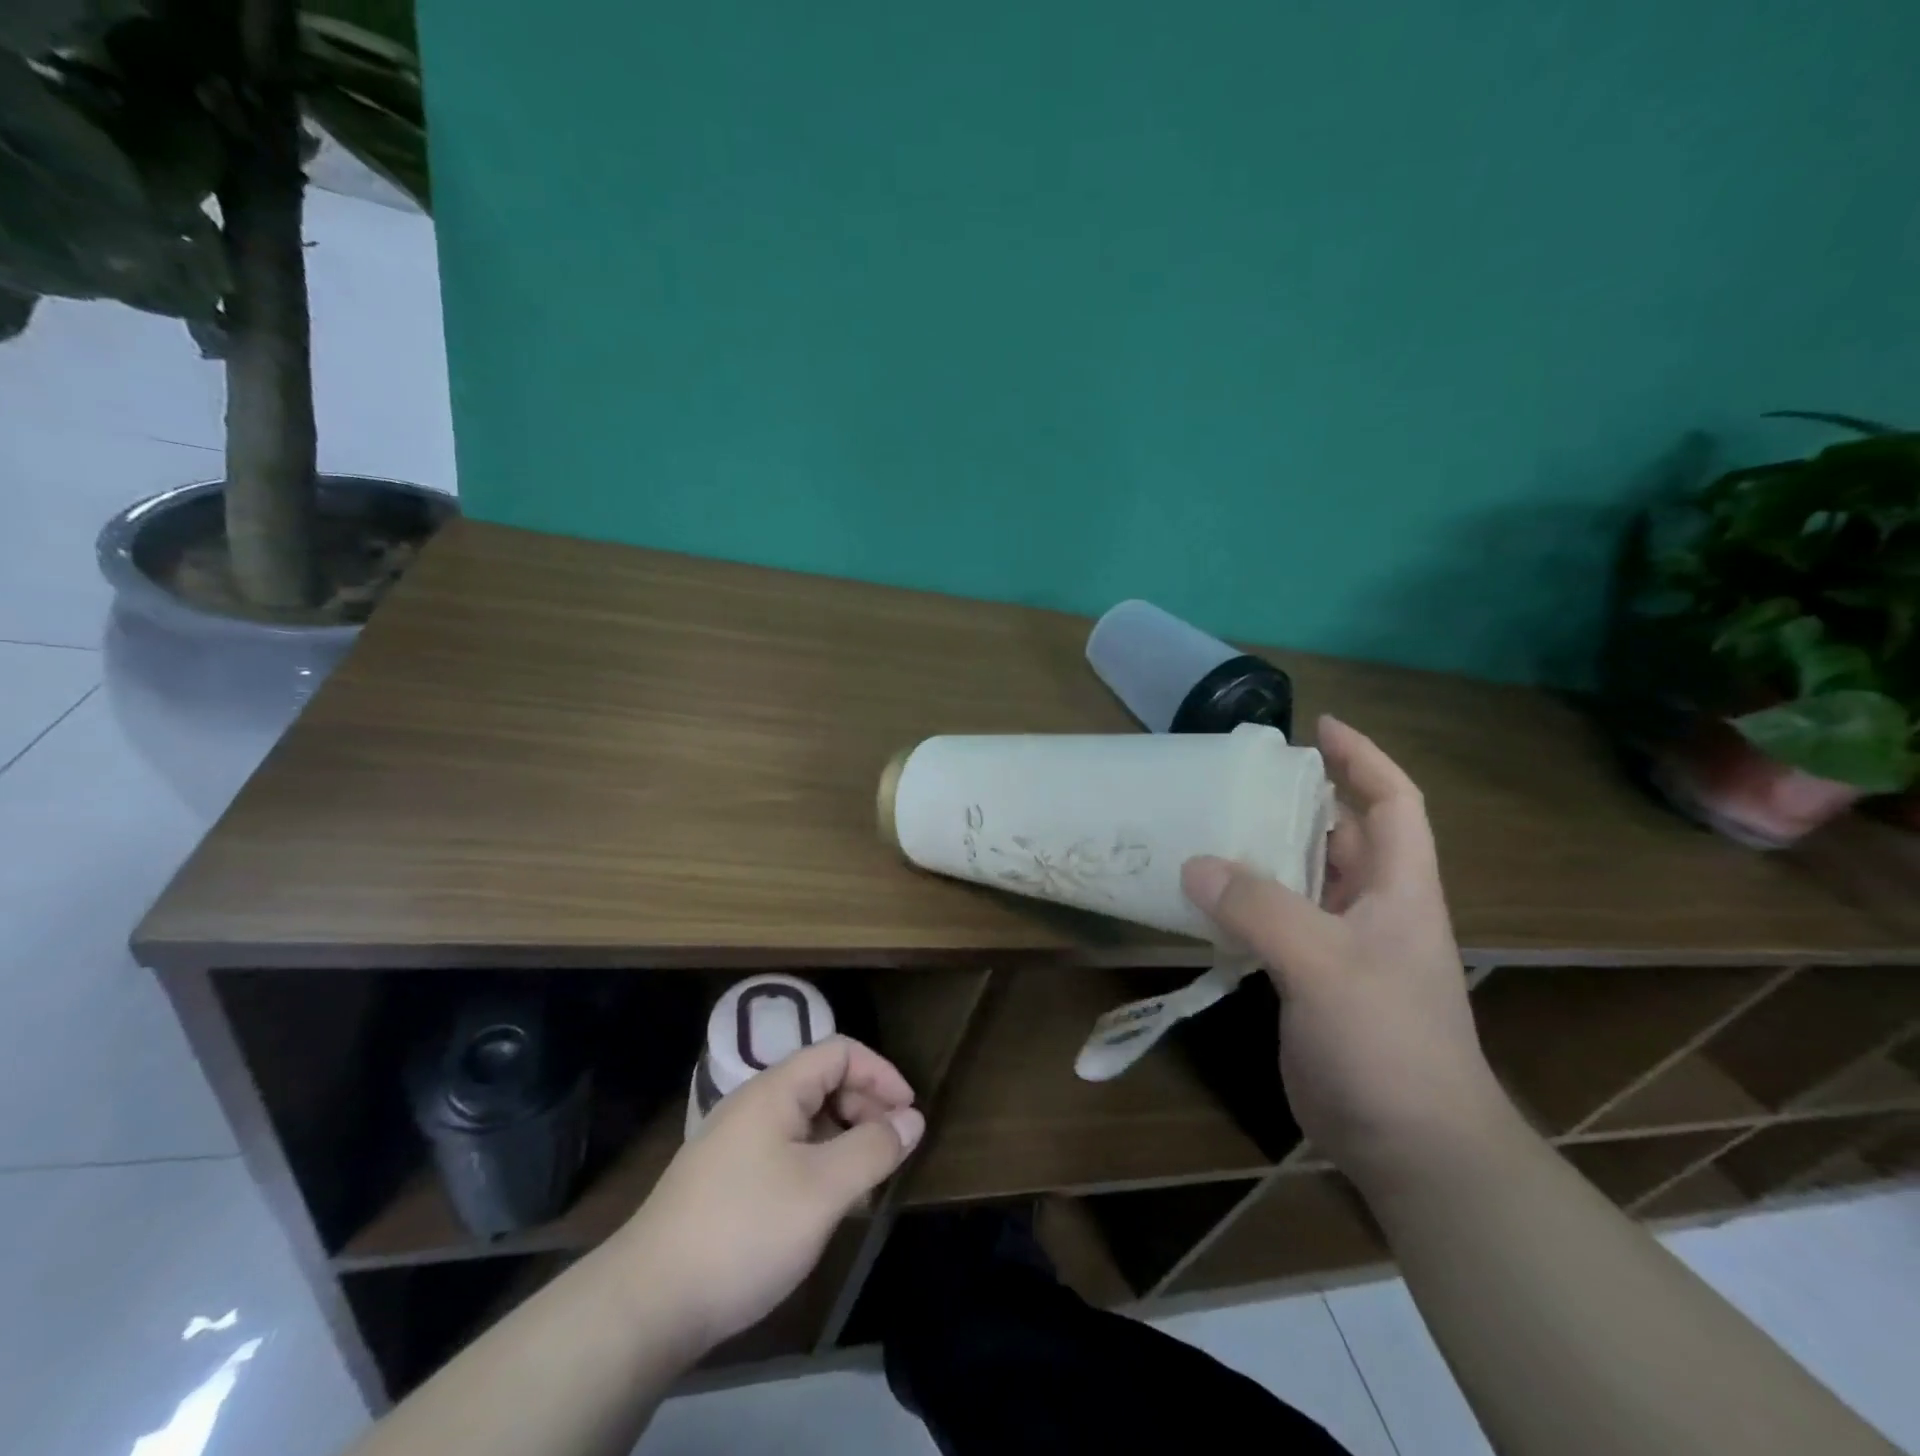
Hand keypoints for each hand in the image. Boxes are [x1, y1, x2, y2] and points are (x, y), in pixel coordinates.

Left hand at [610, 1036, 924, 1352]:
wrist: (646, 1303)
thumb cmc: (745, 1231)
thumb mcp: (823, 1190)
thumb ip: (873, 1148)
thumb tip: (912, 1118)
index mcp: (776, 1089)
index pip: (841, 1051)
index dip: (881, 1074)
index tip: (909, 1114)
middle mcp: (754, 1102)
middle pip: (823, 1081)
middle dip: (865, 1107)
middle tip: (890, 1151)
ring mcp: (734, 1140)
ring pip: (804, 1118)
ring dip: (842, 1137)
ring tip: (863, 1182)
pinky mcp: (724, 1176)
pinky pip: (784, 1148)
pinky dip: (816, 1161)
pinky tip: (823, 1203)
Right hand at [1182, 715, 1508, 1190]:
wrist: (1410, 1146)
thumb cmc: (1387, 1043)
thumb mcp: (1325, 965)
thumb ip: (1260, 909)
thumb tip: (1194, 864)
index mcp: (1398, 888)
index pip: (1392, 802)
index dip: (1363, 758)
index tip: (1319, 725)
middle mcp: (1372, 908)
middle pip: (1337, 835)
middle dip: (1296, 800)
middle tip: (1238, 777)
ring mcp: (1340, 946)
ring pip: (1299, 879)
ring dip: (1260, 852)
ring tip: (1207, 825)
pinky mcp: (1309, 979)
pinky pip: (1272, 921)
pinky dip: (1241, 902)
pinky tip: (1201, 897)